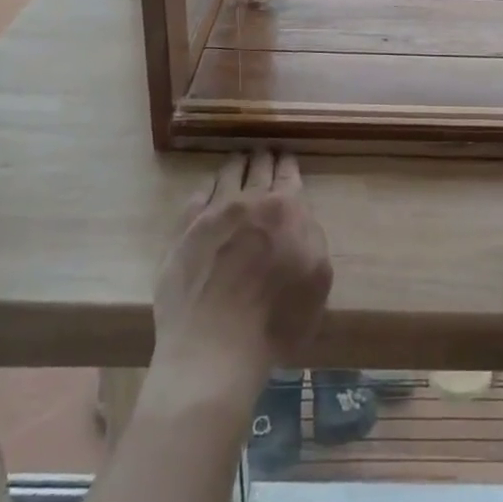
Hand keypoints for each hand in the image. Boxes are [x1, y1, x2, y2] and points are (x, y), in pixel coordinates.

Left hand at [152, 151, 331, 402]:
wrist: (214, 348)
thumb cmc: (276, 321)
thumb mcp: (318, 280)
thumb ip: (313, 238)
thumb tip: (301, 220)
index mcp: (287, 209)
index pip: (288, 172)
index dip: (288, 162)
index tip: (286, 156)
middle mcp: (250, 200)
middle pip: (258, 165)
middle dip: (264, 156)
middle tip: (265, 152)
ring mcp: (213, 213)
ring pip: (227, 172)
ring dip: (237, 163)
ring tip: (239, 160)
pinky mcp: (184, 230)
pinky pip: (197, 196)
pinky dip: (208, 188)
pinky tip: (209, 192)